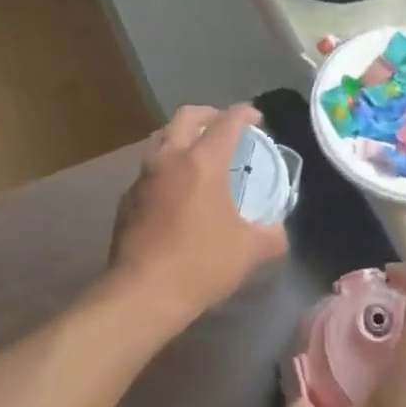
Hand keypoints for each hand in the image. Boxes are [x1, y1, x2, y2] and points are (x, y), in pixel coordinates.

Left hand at [108, 104, 289, 331]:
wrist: (143, 293)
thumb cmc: (201, 264)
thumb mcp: (250, 250)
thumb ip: (272, 235)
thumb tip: (279, 231)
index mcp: (202, 162)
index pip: (227, 122)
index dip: (245, 114)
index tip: (256, 117)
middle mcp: (169, 159)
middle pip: (187, 117)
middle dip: (209, 114)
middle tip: (225, 126)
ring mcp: (143, 178)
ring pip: (163, 140)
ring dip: (184, 139)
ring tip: (201, 157)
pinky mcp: (127, 200)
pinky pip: (150, 171)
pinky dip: (168, 169)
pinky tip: (177, 193)